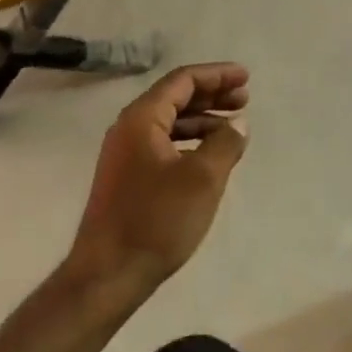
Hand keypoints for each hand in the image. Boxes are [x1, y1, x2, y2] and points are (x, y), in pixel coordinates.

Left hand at [67, 64, 249, 293]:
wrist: (106, 276)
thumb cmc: (156, 220)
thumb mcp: (202, 178)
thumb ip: (225, 143)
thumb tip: (238, 123)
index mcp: (142, 118)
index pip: (183, 80)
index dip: (217, 75)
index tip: (245, 77)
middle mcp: (129, 128)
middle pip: (175, 97)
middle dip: (212, 95)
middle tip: (244, 99)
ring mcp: (125, 154)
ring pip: (170, 122)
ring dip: (202, 120)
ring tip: (233, 128)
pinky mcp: (127, 178)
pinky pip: (164, 144)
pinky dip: (190, 141)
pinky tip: (209, 155)